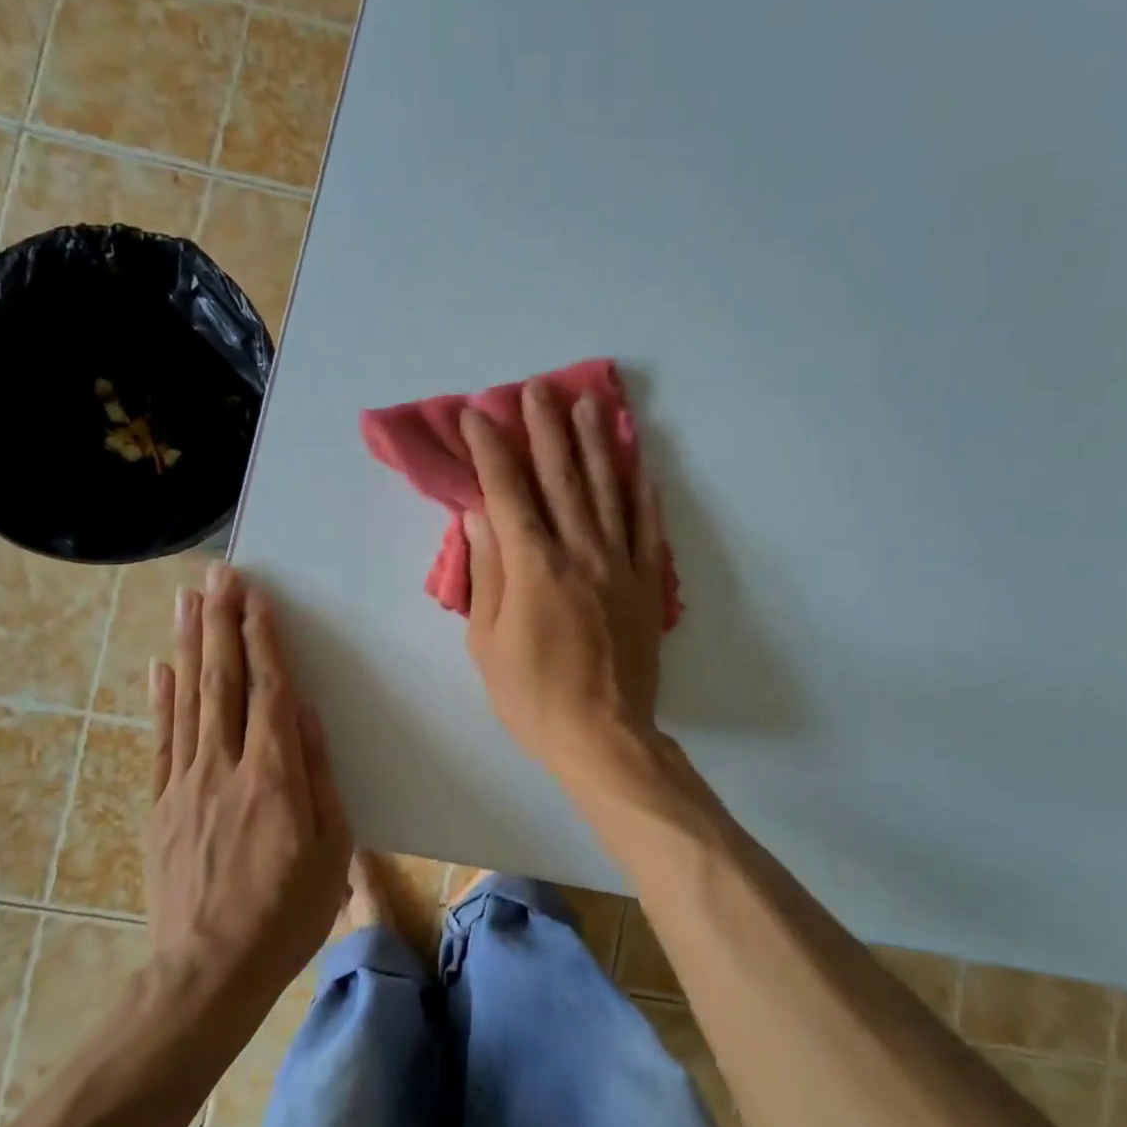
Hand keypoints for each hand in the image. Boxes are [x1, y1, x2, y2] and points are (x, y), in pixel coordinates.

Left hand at [145, 563, 351, 988]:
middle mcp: (224, 768)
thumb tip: (306, 714)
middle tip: (218, 577)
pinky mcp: (159, 806)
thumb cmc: (287, 913)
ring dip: (188, 646)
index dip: (263, 642)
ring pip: (186, 701)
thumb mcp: (331, 848)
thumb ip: (318, 775)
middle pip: (221, 683)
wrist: (208, 973)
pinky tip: (160, 667)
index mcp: (274, 777)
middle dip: (221, 624)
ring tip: (187, 601)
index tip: (256, 599)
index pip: (268, 692)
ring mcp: (184, 785)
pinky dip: (160, 699)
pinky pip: (160, 741)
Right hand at [462, 381, 667, 780]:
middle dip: (546, 429)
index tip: (478, 415)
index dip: (491, 449)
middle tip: (537, 389)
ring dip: (596, 444)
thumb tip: (479, 515)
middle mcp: (581, 552)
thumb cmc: (533, 696)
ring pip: (609, 491)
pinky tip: (640, 464)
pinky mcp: (647, 585)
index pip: (508, 491)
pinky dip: (643, 493)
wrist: (603, 736)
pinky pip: (648, 529)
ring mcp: (621, 565)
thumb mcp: (487, 641)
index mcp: (535, 566)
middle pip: (562, 477)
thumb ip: (487, 572)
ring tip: (588, 405)